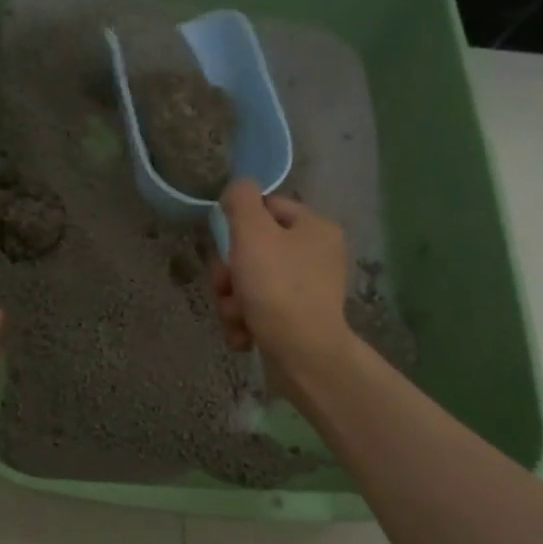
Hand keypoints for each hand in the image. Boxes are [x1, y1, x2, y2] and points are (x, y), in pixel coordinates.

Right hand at [210, 180, 355, 394]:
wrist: (303, 355)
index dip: (238, 225)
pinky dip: (245, 323)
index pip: (267, 207)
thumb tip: (237, 188)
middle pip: (254, 250)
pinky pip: (259, 310)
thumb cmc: (277, 288)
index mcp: (315, 228)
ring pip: (250, 283)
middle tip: (226, 288)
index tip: (225, 247)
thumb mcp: (253, 234)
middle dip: (230, 273)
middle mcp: (316, 255)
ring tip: (236, 317)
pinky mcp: (297, 321)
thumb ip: (241, 201)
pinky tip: (244, 335)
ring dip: (232, 301)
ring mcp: (308, 291)